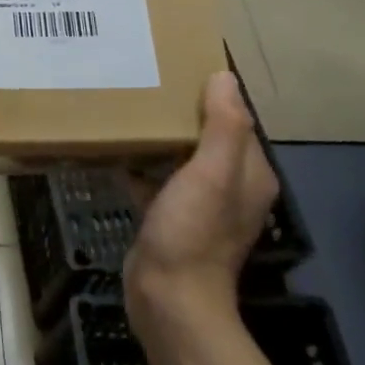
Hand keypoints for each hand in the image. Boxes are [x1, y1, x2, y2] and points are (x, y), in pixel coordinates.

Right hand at [122, 70, 278, 339]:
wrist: (168, 297)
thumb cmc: (193, 231)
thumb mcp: (211, 174)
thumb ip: (223, 127)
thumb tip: (224, 76)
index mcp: (249, 173)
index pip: (237, 120)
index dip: (213, 93)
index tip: (179, 67)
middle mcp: (230, 186)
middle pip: (208, 136)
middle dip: (182, 111)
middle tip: (147, 83)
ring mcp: (199, 205)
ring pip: (181, 156)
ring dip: (160, 136)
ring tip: (129, 108)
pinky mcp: (169, 218)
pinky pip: (157, 179)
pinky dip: (141, 163)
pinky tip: (115, 150)